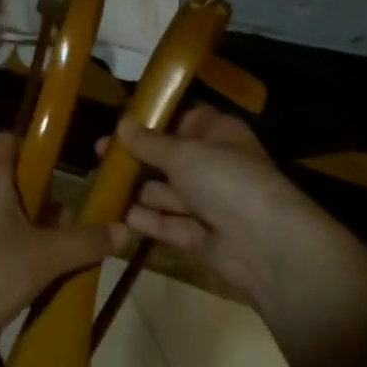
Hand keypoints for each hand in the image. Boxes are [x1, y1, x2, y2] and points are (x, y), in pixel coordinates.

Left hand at [0, 133, 123, 353]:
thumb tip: (126, 230)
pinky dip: (14, 244)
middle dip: (45, 199)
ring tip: (59, 254)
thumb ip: (87, 241)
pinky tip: (34, 272)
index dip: (37, 149)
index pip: (10, 141)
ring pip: (4, 209)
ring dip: (32, 226)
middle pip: (13, 179)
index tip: (66, 170)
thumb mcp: (47, 256)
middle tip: (71, 225)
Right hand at [107, 106, 366, 319]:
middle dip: (137, 157)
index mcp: (219, 135)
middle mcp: (214, 166)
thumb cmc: (227, 182)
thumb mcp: (184, 154)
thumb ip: (150, 142)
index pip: (182, 120)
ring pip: (166, 192)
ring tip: (98, 184)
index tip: (118, 124)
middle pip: (169, 157)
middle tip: (98, 155)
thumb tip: (122, 125)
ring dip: (136, 189)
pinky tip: (115, 214)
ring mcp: (208, 203)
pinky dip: (145, 219)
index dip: (151, 120)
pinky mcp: (200, 237)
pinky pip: (168, 223)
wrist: (267, 247)